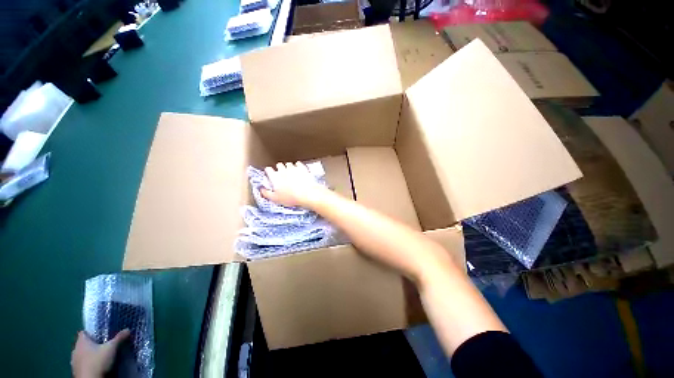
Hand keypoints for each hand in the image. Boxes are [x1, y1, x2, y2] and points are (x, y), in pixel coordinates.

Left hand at [71, 329, 129, 377]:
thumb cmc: (98, 361)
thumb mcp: (111, 348)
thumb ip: (119, 338)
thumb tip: (127, 329)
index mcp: (81, 341)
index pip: (84, 332)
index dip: (91, 333)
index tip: (100, 335)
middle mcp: (75, 349)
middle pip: (83, 344)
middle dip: (91, 345)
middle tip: (103, 346)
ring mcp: (74, 361)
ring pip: (81, 354)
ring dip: (88, 355)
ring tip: (100, 357)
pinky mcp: (76, 370)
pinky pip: (82, 364)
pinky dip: (88, 364)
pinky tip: (96, 366)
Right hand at [262, 162, 330, 208]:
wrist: (307, 194)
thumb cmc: (291, 198)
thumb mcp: (275, 199)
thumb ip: (266, 193)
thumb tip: (261, 190)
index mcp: (275, 177)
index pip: (268, 170)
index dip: (269, 172)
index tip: (270, 175)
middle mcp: (283, 170)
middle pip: (279, 165)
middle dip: (279, 168)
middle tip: (281, 174)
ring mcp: (293, 168)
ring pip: (289, 164)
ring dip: (288, 167)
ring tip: (290, 172)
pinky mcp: (303, 168)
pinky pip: (298, 164)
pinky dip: (298, 166)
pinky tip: (298, 169)